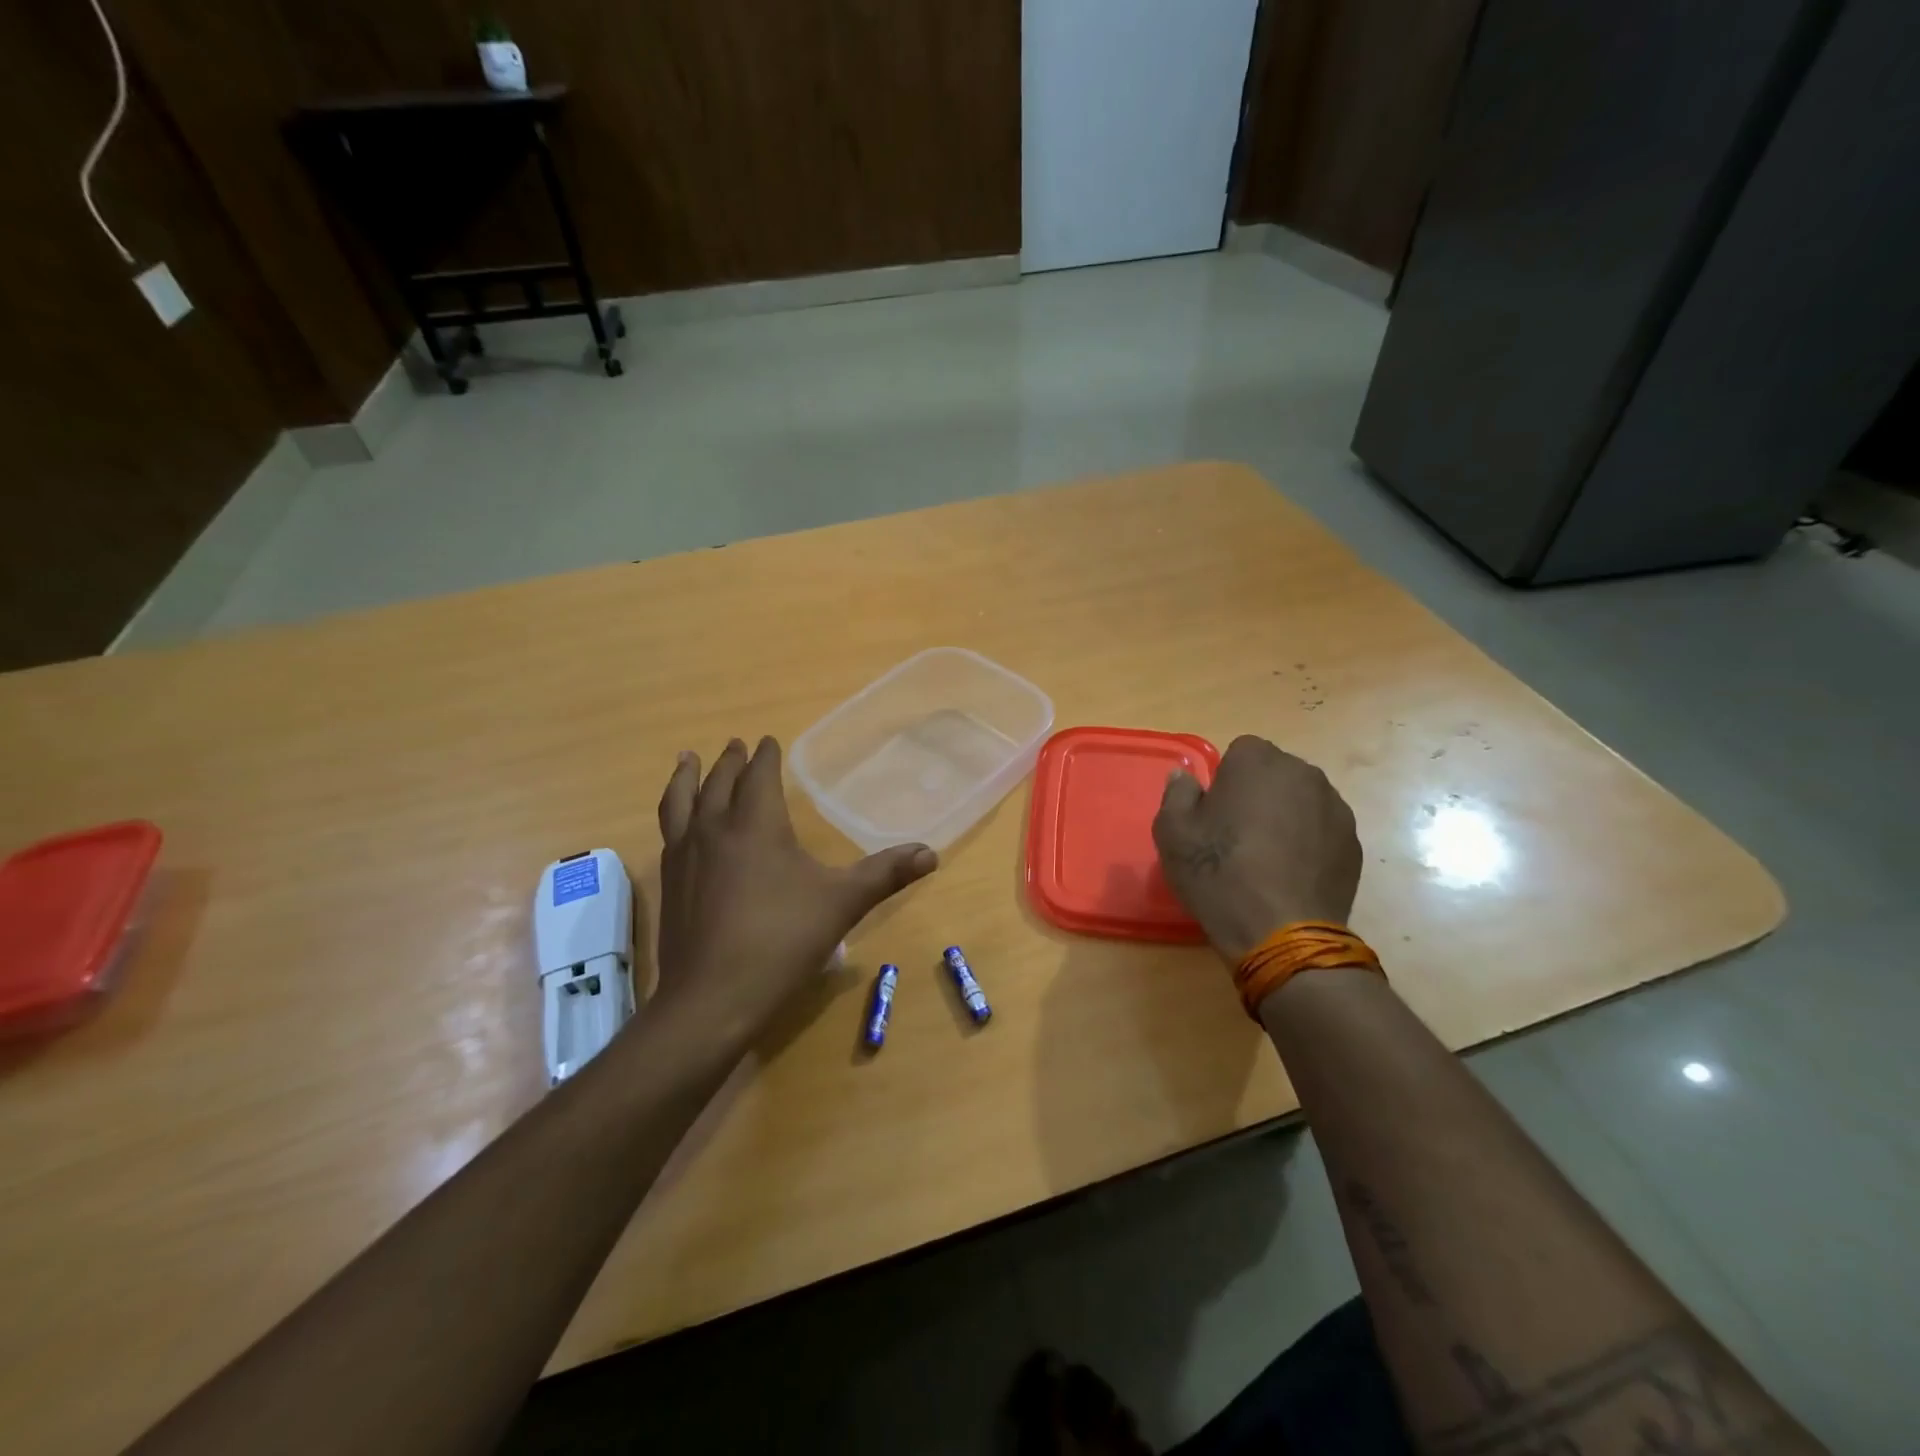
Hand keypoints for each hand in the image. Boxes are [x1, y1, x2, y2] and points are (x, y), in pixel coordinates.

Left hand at [653, 737, 937, 1045]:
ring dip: (687, 777)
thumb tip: (931, 853)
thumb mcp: (842, 904)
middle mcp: (714, 830)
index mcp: (756, 824)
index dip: (766, 756)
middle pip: (719, 783)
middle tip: (736, 745)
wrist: (712, 998)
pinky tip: (680, 825)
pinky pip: (669, 832)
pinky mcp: (668, 884)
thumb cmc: (782, 941)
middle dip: (731, 761)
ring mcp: (684, 857)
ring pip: (681, 802)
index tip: (769, 740)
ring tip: (687, 759)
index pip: (759, 776)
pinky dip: (674, 813)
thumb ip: (885, 874)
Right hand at [1152, 735, 1362, 962]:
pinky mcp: (1354, 843)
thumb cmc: (1218, 873)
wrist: (1281, 933)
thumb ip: (1177, 794)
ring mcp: (1335, 808)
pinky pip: (1322, 830)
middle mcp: (1303, 773)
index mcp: (1257, 761)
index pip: (1240, 752)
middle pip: (1275, 773)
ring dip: (1285, 816)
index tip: (1215, 813)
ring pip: (1301, 800)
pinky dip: (1308, 843)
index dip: (1225, 780)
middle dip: (1258, 793)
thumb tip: (1185, 777)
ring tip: (1267, 857)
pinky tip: (1290, 874)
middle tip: (1237, 834)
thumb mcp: (1172, 833)